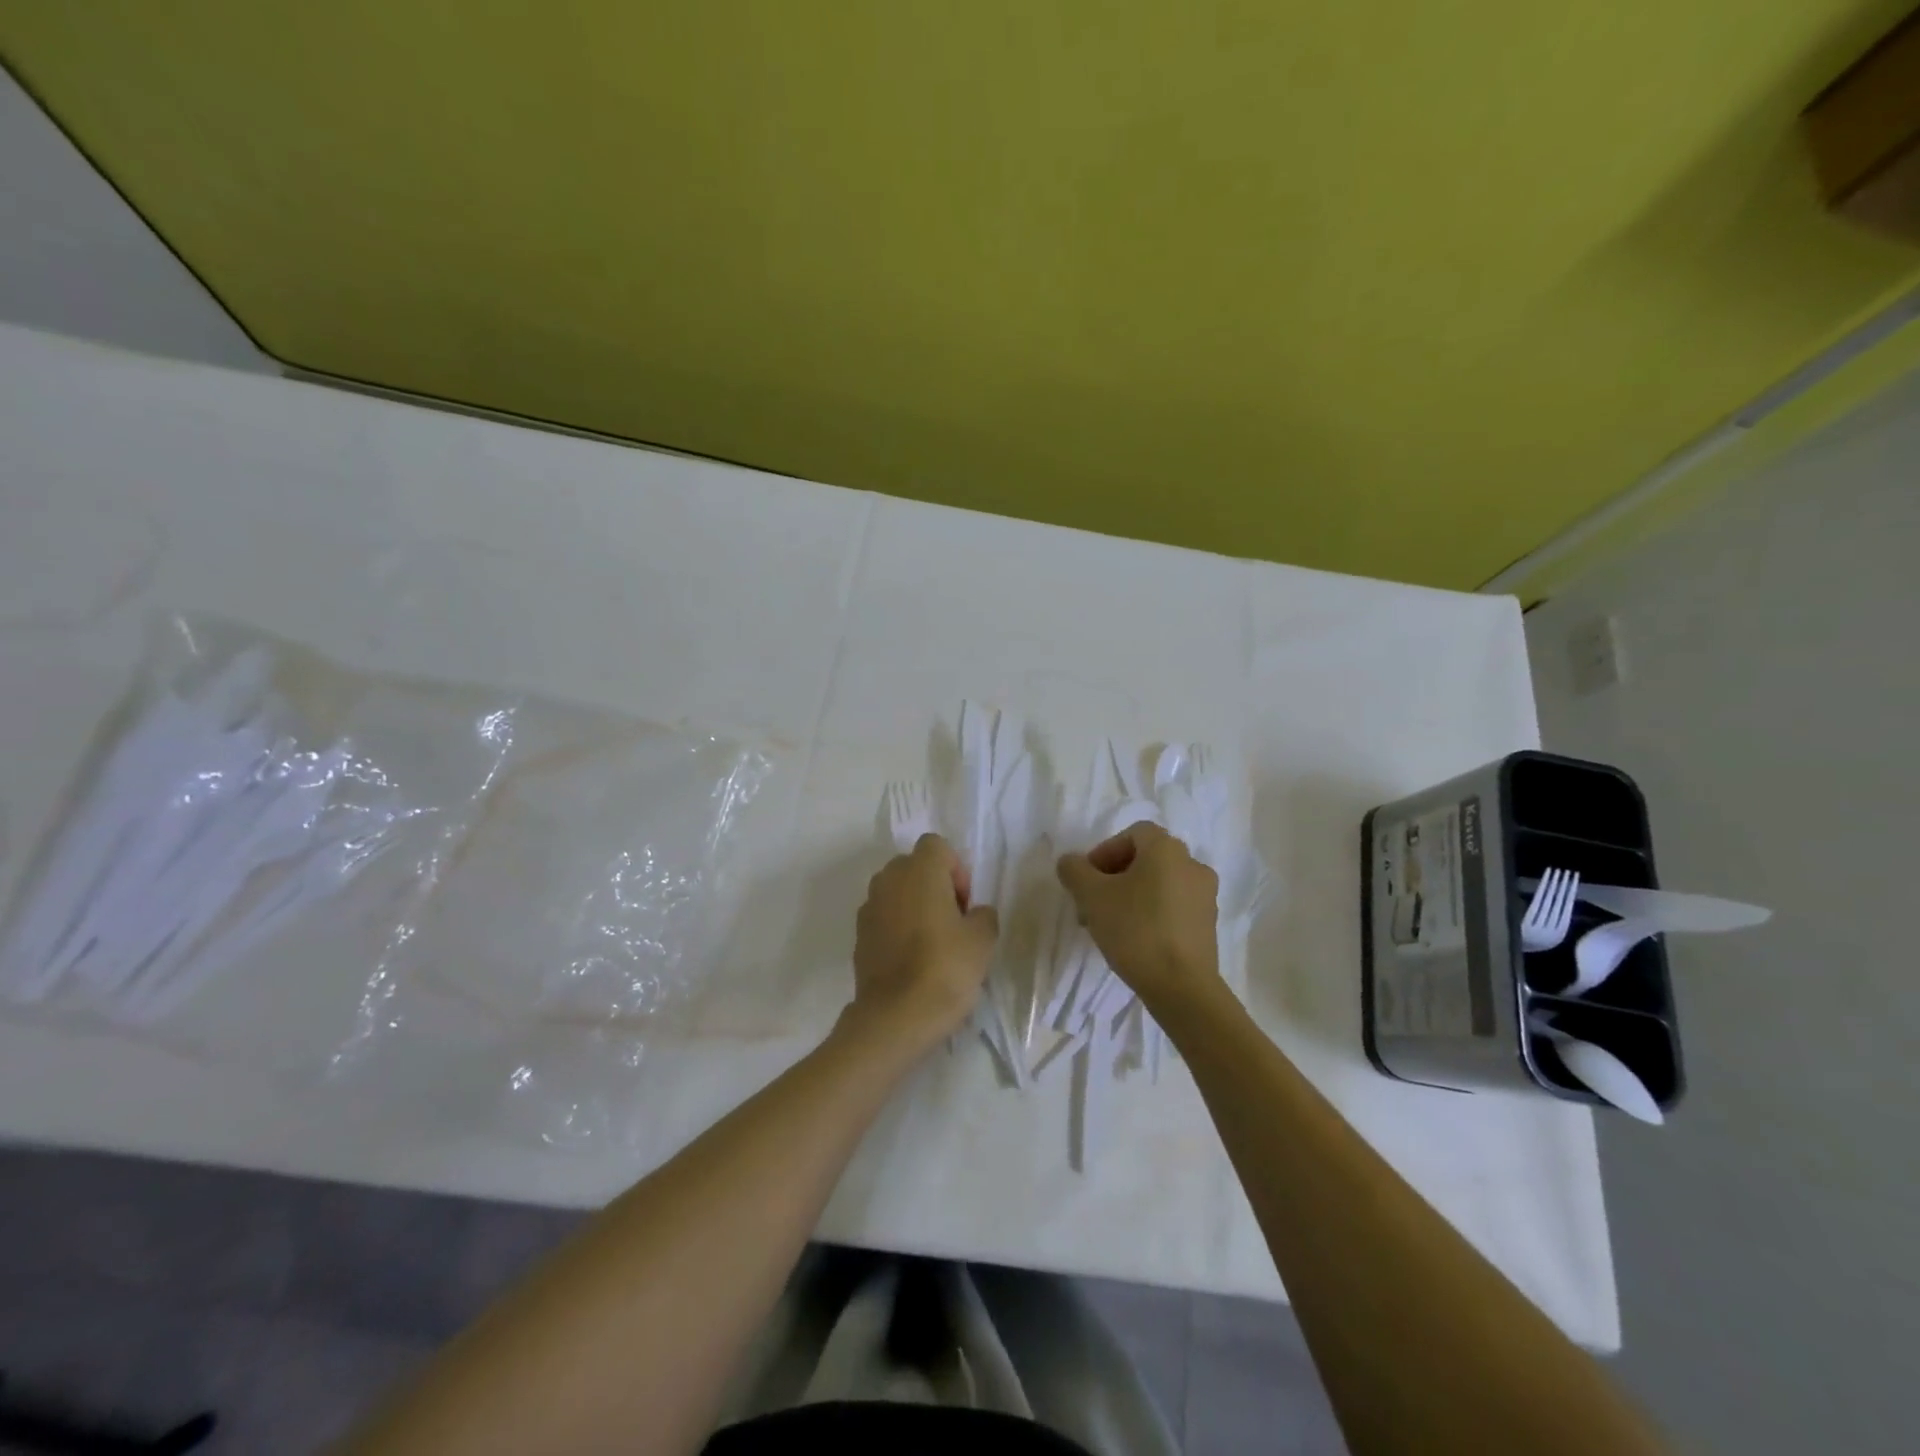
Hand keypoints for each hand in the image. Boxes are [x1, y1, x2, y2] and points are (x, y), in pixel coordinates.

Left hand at [850, 833, 998, 1052]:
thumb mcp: (983, 940)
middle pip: (914, 866)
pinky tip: (912, 959)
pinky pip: (884, 917)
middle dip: (934, 886)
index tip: (965, 904)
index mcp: (919, 870)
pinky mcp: (858, 935)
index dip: (956, 869)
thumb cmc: (945, 968)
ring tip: (932, 942)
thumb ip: (983, 915)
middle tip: (953, 921)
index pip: (937, 846)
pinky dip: (897, 927)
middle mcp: (888, 879)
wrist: (895, 1017)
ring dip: (914, 905)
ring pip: (897, 892)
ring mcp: (869, 907)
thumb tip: (974, 914)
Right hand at [1057, 821, 1221, 1016]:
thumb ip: (1075, 870)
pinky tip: (1135, 940)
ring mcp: (1205, 896)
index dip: (1105, 851)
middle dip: (1114, 877)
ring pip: (1159, 884)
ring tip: (1109, 926)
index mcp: (1167, 849)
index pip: (1133, 834)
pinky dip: (1152, 913)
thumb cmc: (1135, 930)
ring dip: (1132, 896)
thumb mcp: (1091, 896)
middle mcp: (1192, 864)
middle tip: (1092, 904)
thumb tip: (1070, 862)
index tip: (1087, 880)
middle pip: (1146, 859)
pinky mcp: (1209, 925)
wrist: (1182, 987)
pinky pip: (1174, 906)